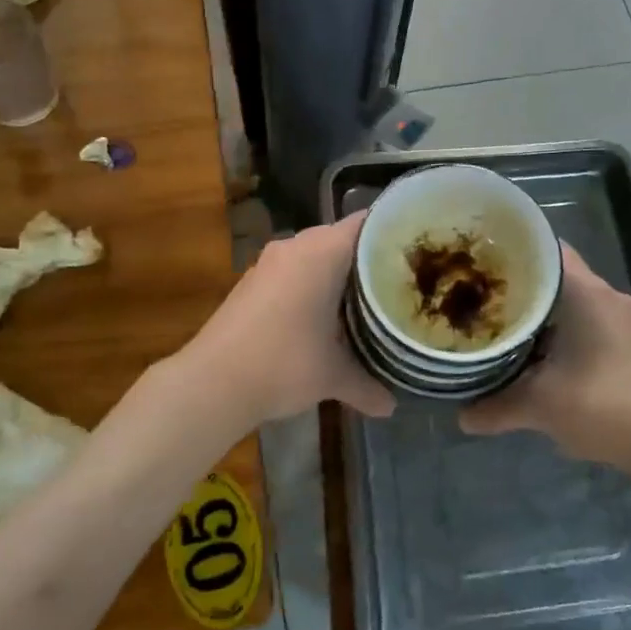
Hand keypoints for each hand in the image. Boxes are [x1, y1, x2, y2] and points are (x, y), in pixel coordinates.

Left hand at [179, 212, 395, 431]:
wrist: (213, 381)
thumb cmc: (284, 363)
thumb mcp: (333, 376)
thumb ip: (367, 385)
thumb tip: (391, 407)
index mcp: (322, 252)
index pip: (366, 223)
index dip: (393, 231)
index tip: (417, 249)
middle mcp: (295, 246)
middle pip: (341, 238)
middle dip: (367, 257)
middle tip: (399, 279)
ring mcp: (269, 262)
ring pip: (314, 254)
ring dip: (336, 272)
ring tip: (366, 297)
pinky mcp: (251, 280)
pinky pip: (292, 270)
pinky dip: (310, 283)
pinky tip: (323, 313)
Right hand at [459, 242, 630, 471]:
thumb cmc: (606, 405)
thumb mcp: (542, 406)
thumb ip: (498, 407)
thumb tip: (461, 417)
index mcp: (588, 294)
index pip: (547, 249)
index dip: (513, 249)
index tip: (480, 258)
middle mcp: (607, 297)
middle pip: (557, 273)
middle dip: (520, 282)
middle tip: (479, 291)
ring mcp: (622, 320)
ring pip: (572, 299)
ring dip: (541, 309)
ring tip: (499, 319)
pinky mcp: (629, 343)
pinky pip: (585, 320)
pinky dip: (559, 328)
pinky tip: (535, 351)